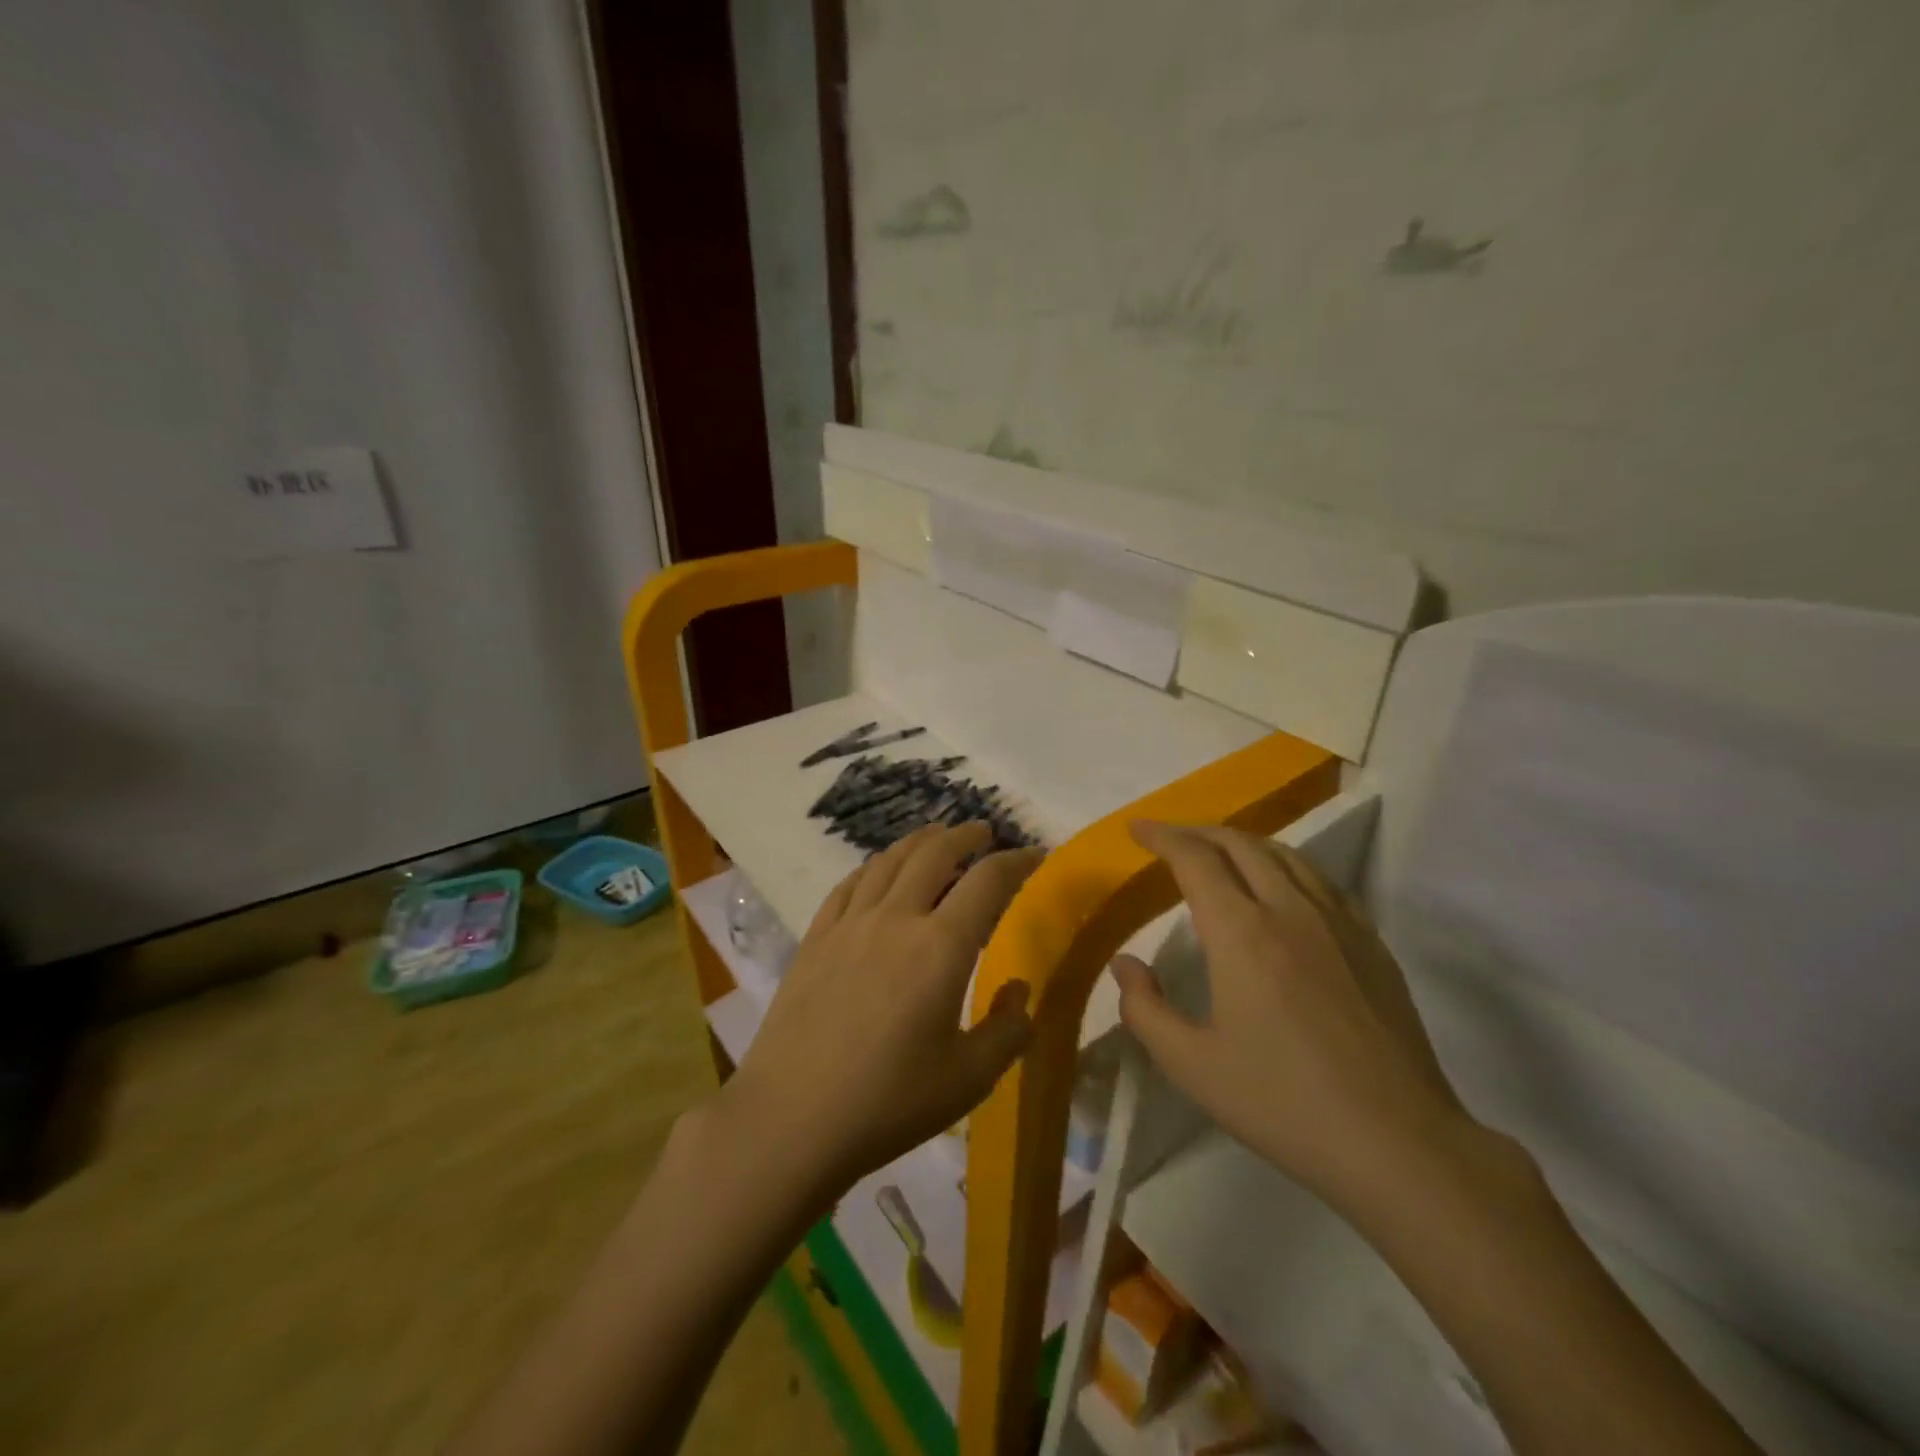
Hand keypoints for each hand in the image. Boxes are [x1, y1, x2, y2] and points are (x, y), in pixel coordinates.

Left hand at [718, 823, 1041, 1200]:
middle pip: (934, 853)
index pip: (987, 881)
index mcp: (941, 947)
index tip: (1034, 856)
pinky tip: (877, 872)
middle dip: (964, 835)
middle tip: (983, 833)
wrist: (790, 1119)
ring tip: (935, 838)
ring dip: (918, 842)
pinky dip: (872, 867)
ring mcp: (849, 924)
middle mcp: (896, 918)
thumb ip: (1007, 1031)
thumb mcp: (968, 1079)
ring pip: (888, 861)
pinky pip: (849, 885)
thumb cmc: (888, 1103)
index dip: (1016, 861)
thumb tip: (1020, 991)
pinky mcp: (815, 938)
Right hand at [1114, 821, 1469, 1215]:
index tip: (1138, 828)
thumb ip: (1145, 1008)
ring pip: (1286, 855)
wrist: (1397, 1142)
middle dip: (1199, 831)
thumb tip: (1125, 963)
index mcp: (1241, 932)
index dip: (1162, 835)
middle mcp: (1290, 909)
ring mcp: (1338, 923)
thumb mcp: (1191, 1065)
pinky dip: (1287, 867)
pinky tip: (1283, 890)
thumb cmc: (1282, 1102)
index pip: (1195, 858)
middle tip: (1171, 838)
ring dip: (1244, 843)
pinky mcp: (1372, 944)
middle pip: (1241, 844)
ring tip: (1220, 853)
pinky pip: (1321, 882)